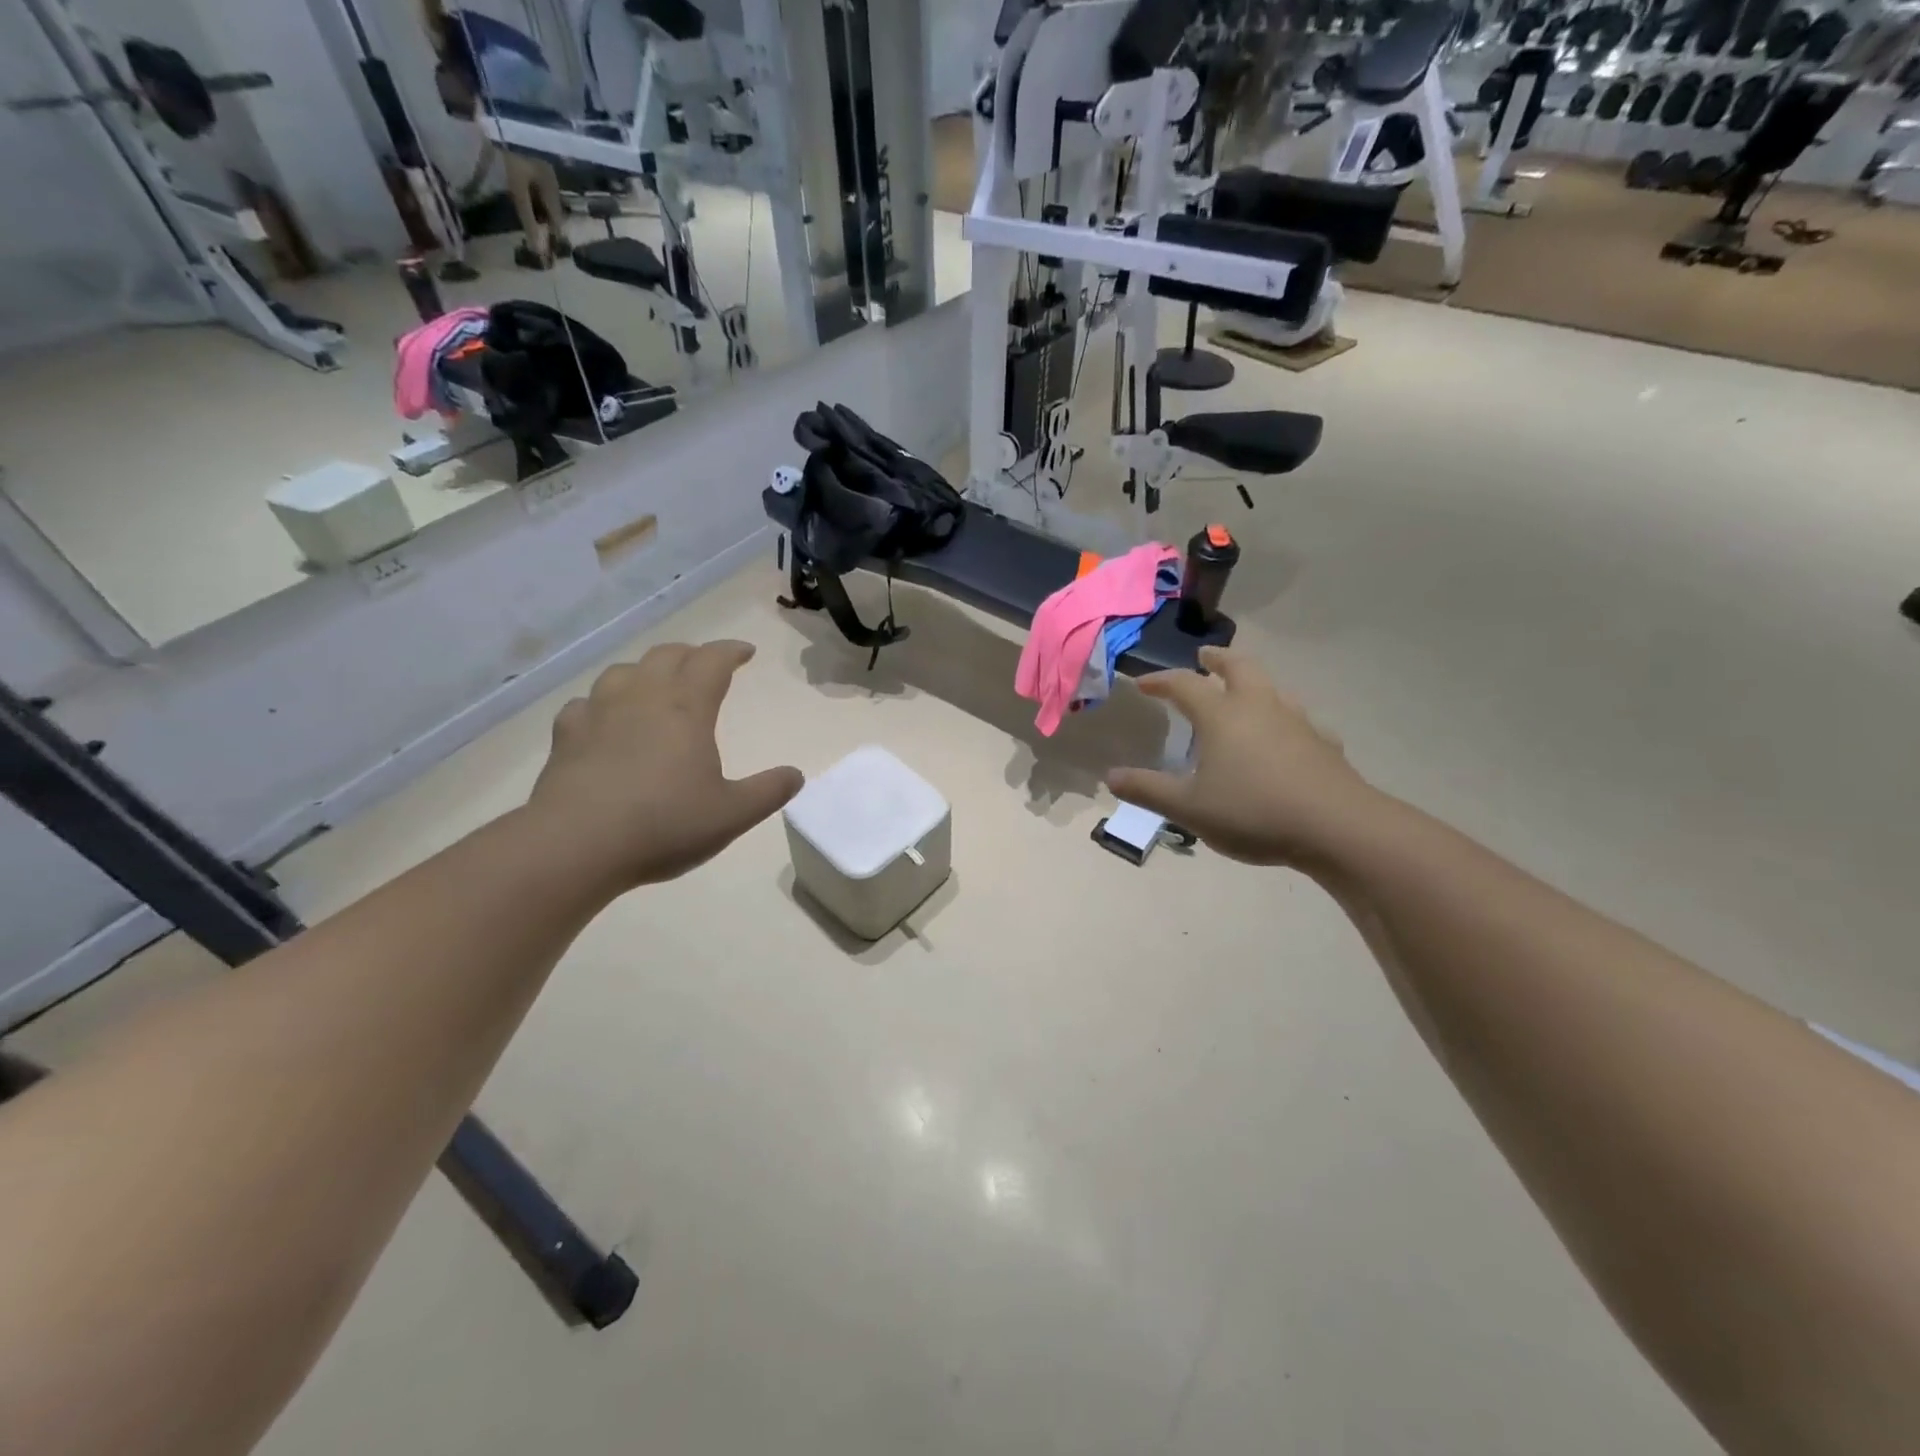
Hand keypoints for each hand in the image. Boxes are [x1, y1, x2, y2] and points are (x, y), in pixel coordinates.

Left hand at [528, 641, 802, 890]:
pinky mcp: (566, 735)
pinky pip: (586, 703)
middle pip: (667, 655)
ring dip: (647, 670)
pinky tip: (604, 719)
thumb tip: (796, 775)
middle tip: (705, 665)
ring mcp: (598, 713)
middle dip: (691, 655)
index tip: (745, 652)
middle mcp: (642, 698)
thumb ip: (768, 792)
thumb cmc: (664, 824)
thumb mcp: (732, 815)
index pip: (712, 662)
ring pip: (624, 671)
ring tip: (656, 685)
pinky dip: (603, 703)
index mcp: (686, 709)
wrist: (576, 845)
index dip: (731, 651)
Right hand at [1107, 646, 1376, 868]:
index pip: (1184, 685)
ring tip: (1243, 692)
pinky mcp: (1323, 744)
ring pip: (1272, 688)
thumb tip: (1111, 776)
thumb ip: (1147, 790)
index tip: (1142, 683)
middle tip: (1205, 656)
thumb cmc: (1253, 812)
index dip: (1160, 680)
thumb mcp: (1188, 808)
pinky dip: (1283, 719)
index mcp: (1222, 716)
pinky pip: (1299, 720)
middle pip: (1238, 668)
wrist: (1337, 828)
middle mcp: (1259, 707)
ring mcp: (1296, 722)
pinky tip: (1286, 737)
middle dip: (1217, 660)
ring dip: (1252, 682)